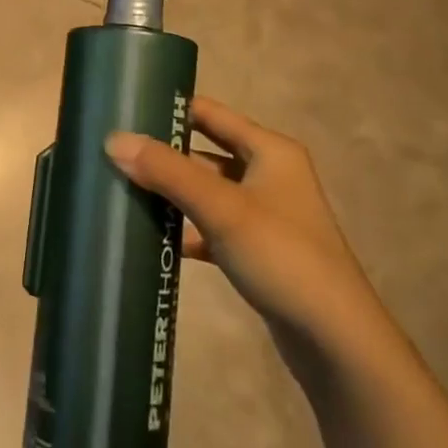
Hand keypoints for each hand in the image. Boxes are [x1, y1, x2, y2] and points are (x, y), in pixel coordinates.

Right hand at [104, 97, 386, 359]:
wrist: (334, 339)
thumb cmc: (282, 256)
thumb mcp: (221, 207)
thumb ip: (167, 172)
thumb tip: (113, 139)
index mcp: (270, 151)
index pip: (211, 113)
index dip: (171, 109)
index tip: (125, 108)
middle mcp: (268, 174)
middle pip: (204, 153)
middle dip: (162, 154)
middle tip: (112, 153)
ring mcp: (262, 214)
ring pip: (204, 192)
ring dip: (169, 193)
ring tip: (119, 190)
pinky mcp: (255, 250)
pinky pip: (209, 226)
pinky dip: (183, 229)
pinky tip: (149, 238)